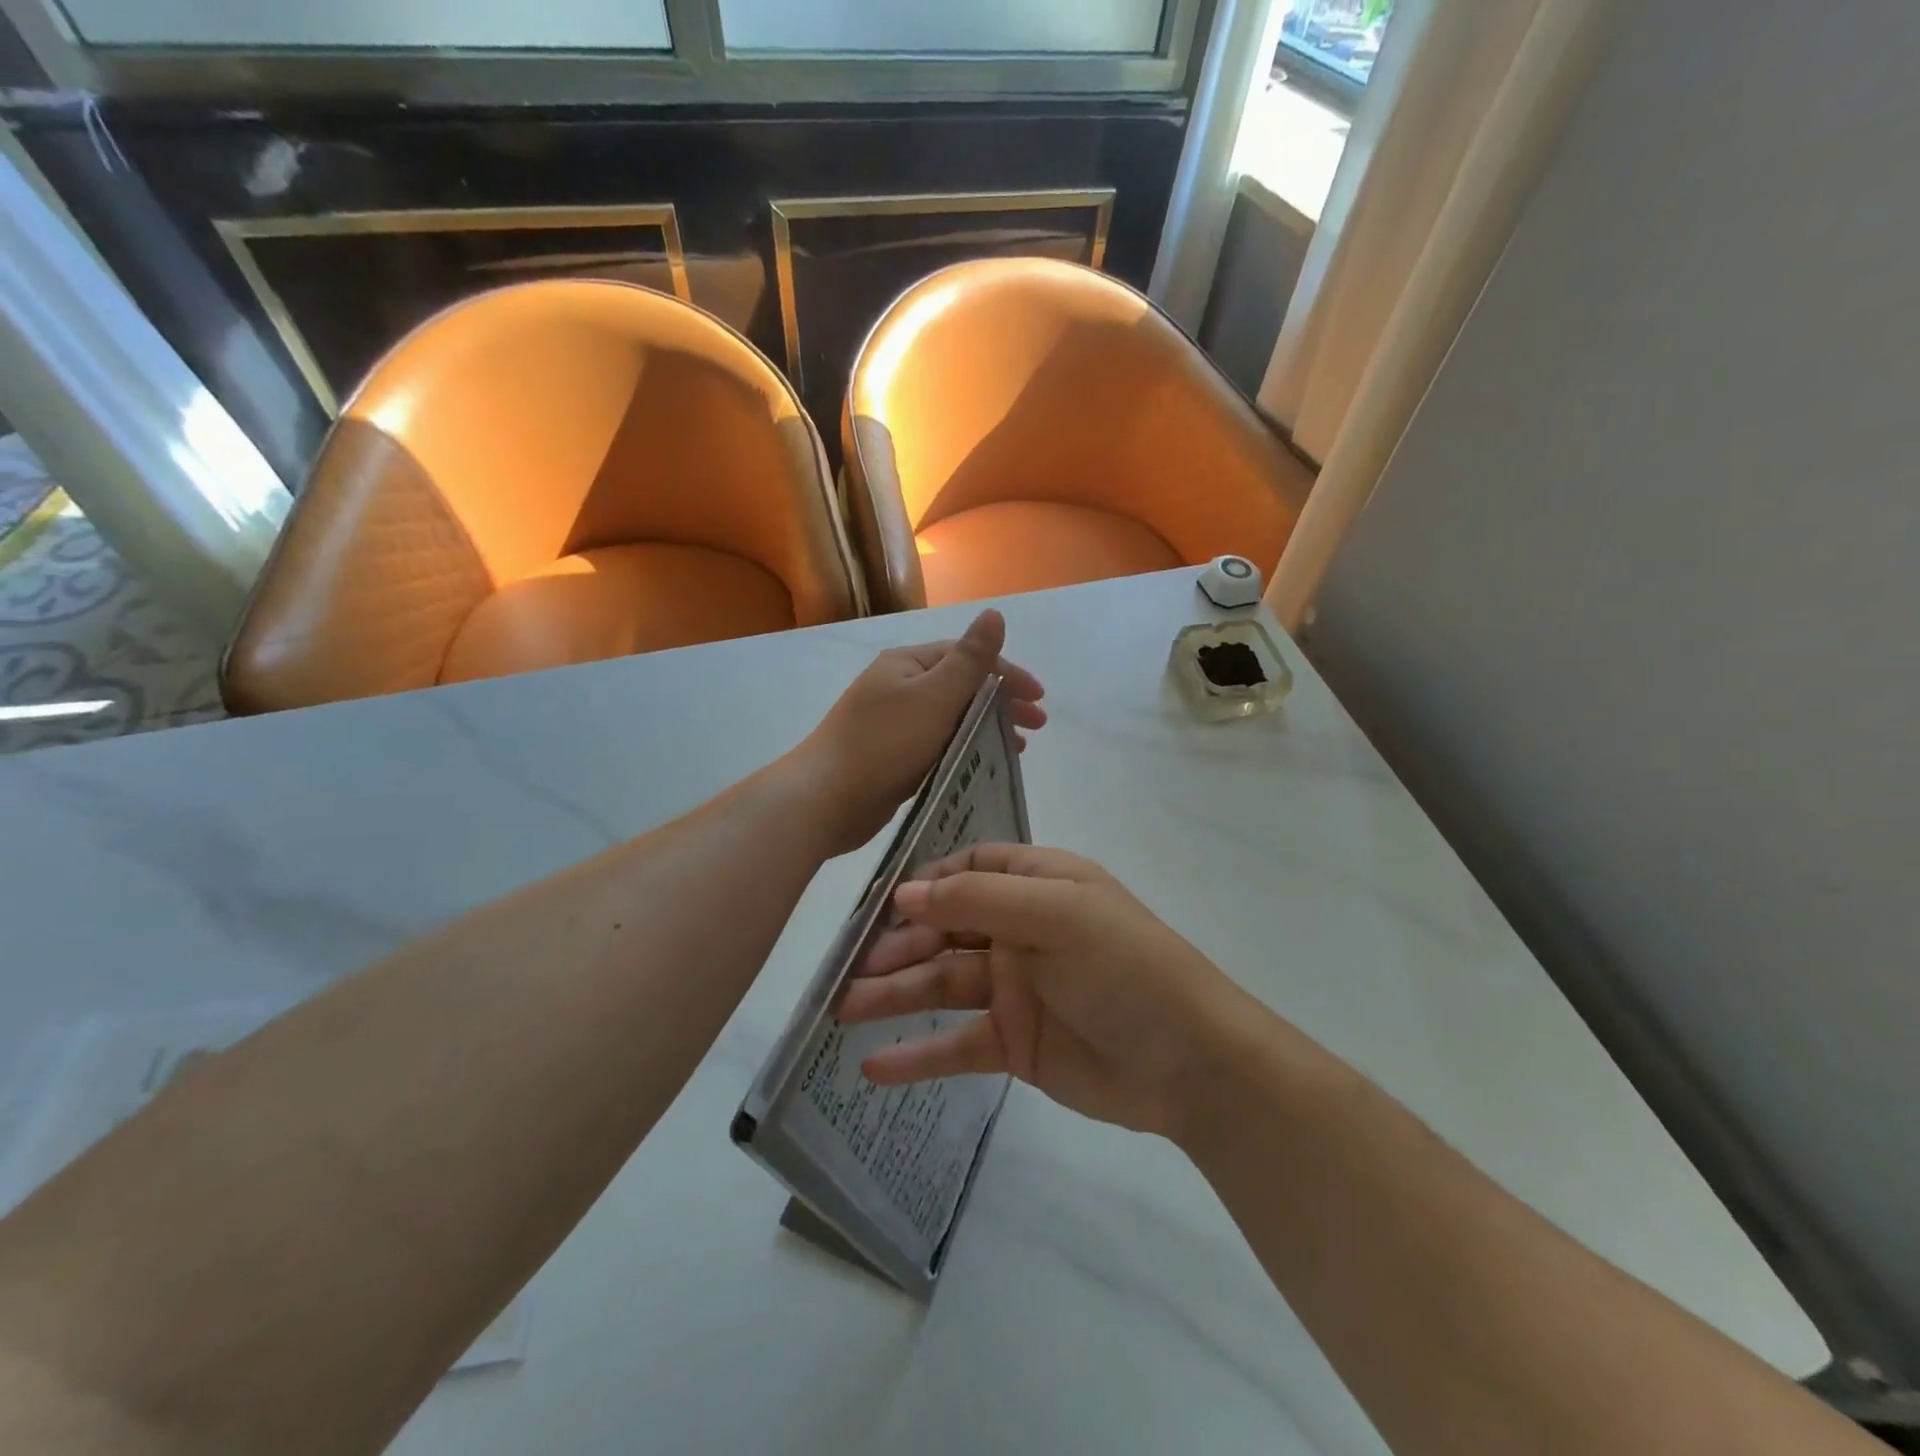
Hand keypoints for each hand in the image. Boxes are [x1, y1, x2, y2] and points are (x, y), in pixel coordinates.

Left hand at [795, 611, 1045, 856]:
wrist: (825, 798)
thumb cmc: (885, 743)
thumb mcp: (935, 695)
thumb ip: (970, 659)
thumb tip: (994, 613)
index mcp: (907, 664)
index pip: (967, 657)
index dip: (1007, 673)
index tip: (1038, 698)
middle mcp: (899, 687)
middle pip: (961, 686)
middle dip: (1001, 701)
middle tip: (1036, 725)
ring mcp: (894, 723)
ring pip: (951, 718)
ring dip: (987, 726)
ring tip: (1017, 748)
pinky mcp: (892, 756)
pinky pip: (938, 744)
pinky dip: (964, 748)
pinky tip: (982, 763)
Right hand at [837, 845, 1255, 1137]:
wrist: (1189, 1062)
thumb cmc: (1125, 967)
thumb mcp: (1057, 914)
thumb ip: (979, 899)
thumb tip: (906, 894)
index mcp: (1038, 884)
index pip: (970, 869)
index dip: (926, 884)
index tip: (882, 905)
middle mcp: (1022, 930)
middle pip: (945, 930)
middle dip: (897, 945)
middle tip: (848, 970)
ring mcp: (1015, 989)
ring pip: (941, 985)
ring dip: (893, 996)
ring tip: (841, 1011)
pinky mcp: (1014, 1043)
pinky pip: (956, 1044)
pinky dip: (917, 1054)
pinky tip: (873, 1067)